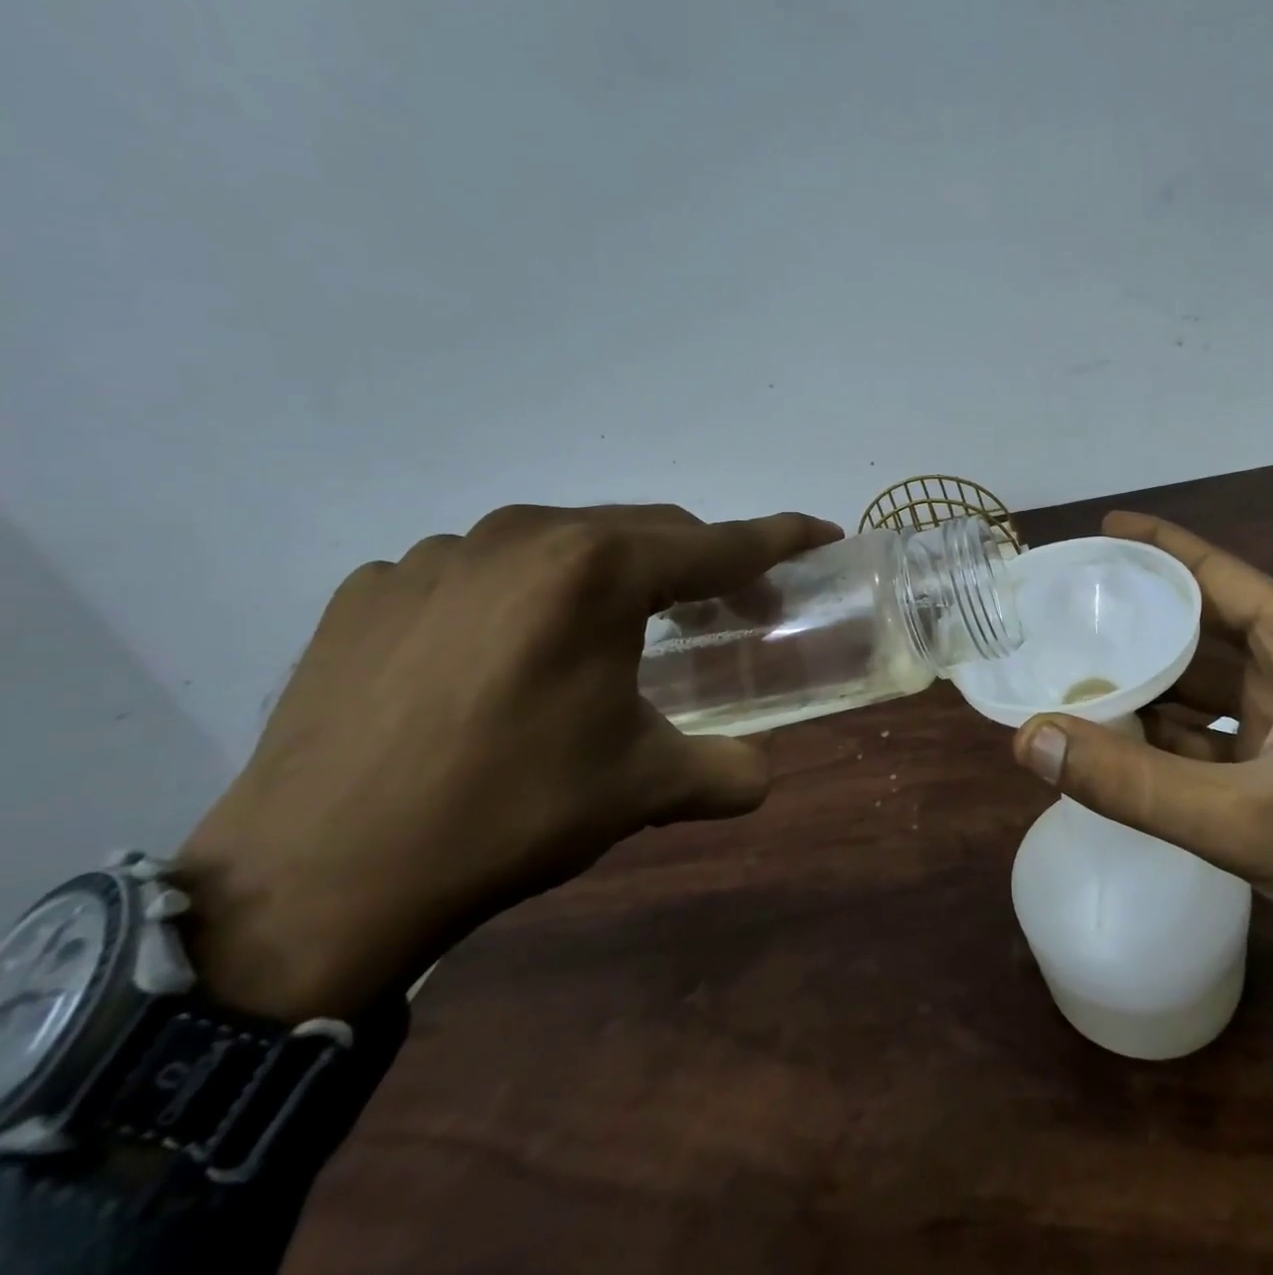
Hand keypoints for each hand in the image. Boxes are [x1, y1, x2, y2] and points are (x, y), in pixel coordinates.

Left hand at [174, 504, 840, 1021]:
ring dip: (611, 575)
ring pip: (561, 543)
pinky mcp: (374, 587)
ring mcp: (438, 554)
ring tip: (616, 633)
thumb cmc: (507, 814)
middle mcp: (521, 536)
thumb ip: (725, 771)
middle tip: (731, 607)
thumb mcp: (641, 789)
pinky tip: (508, 656)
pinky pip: (481, 572)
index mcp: (595, 571)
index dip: (779, 539)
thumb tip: (760, 774)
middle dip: (701, 562)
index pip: (717, 544)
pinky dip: (524, 597)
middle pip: (645, 530)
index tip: (821, 534)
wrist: (313, 880)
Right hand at [1012, 512, 1272, 1081]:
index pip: (1215, 572)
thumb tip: (1032, 740)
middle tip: (1061, 611)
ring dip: (1144, 678)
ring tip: (1068, 669)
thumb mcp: (1246, 821)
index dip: (1155, 546)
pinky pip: (1208, 726)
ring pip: (1200, 679)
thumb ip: (1133, 784)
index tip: (1096, 530)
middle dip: (1135, 618)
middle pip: (1200, 623)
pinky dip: (1164, 730)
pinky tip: (1112, 735)